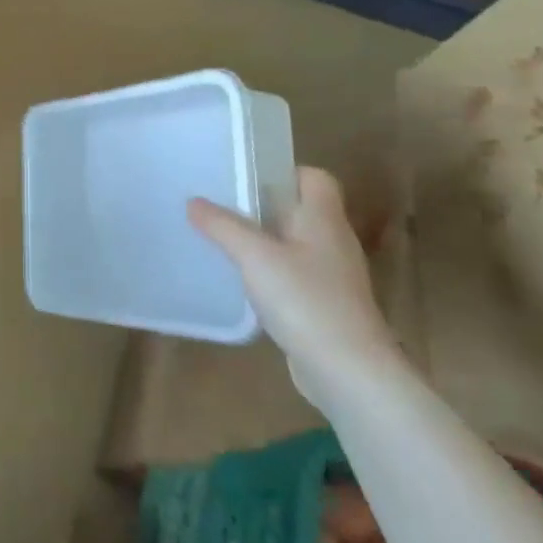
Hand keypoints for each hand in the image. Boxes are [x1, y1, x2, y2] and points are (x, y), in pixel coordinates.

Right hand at [188, 167, 400, 408]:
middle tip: (224, 207)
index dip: (285, 172)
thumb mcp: (254, 256)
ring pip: (296, 244)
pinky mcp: (327, 307)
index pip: (315, 178)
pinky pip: (295, 275)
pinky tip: (246, 284)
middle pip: (301, 210)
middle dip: (264, 206)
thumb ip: (222, 226)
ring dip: (266, 241)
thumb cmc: (305, 300)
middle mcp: (333, 241)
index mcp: (323, 219)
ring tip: (226, 242)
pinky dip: (272, 273)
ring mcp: (333, 277)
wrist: (348, 371)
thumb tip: (194, 202)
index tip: (247, 179)